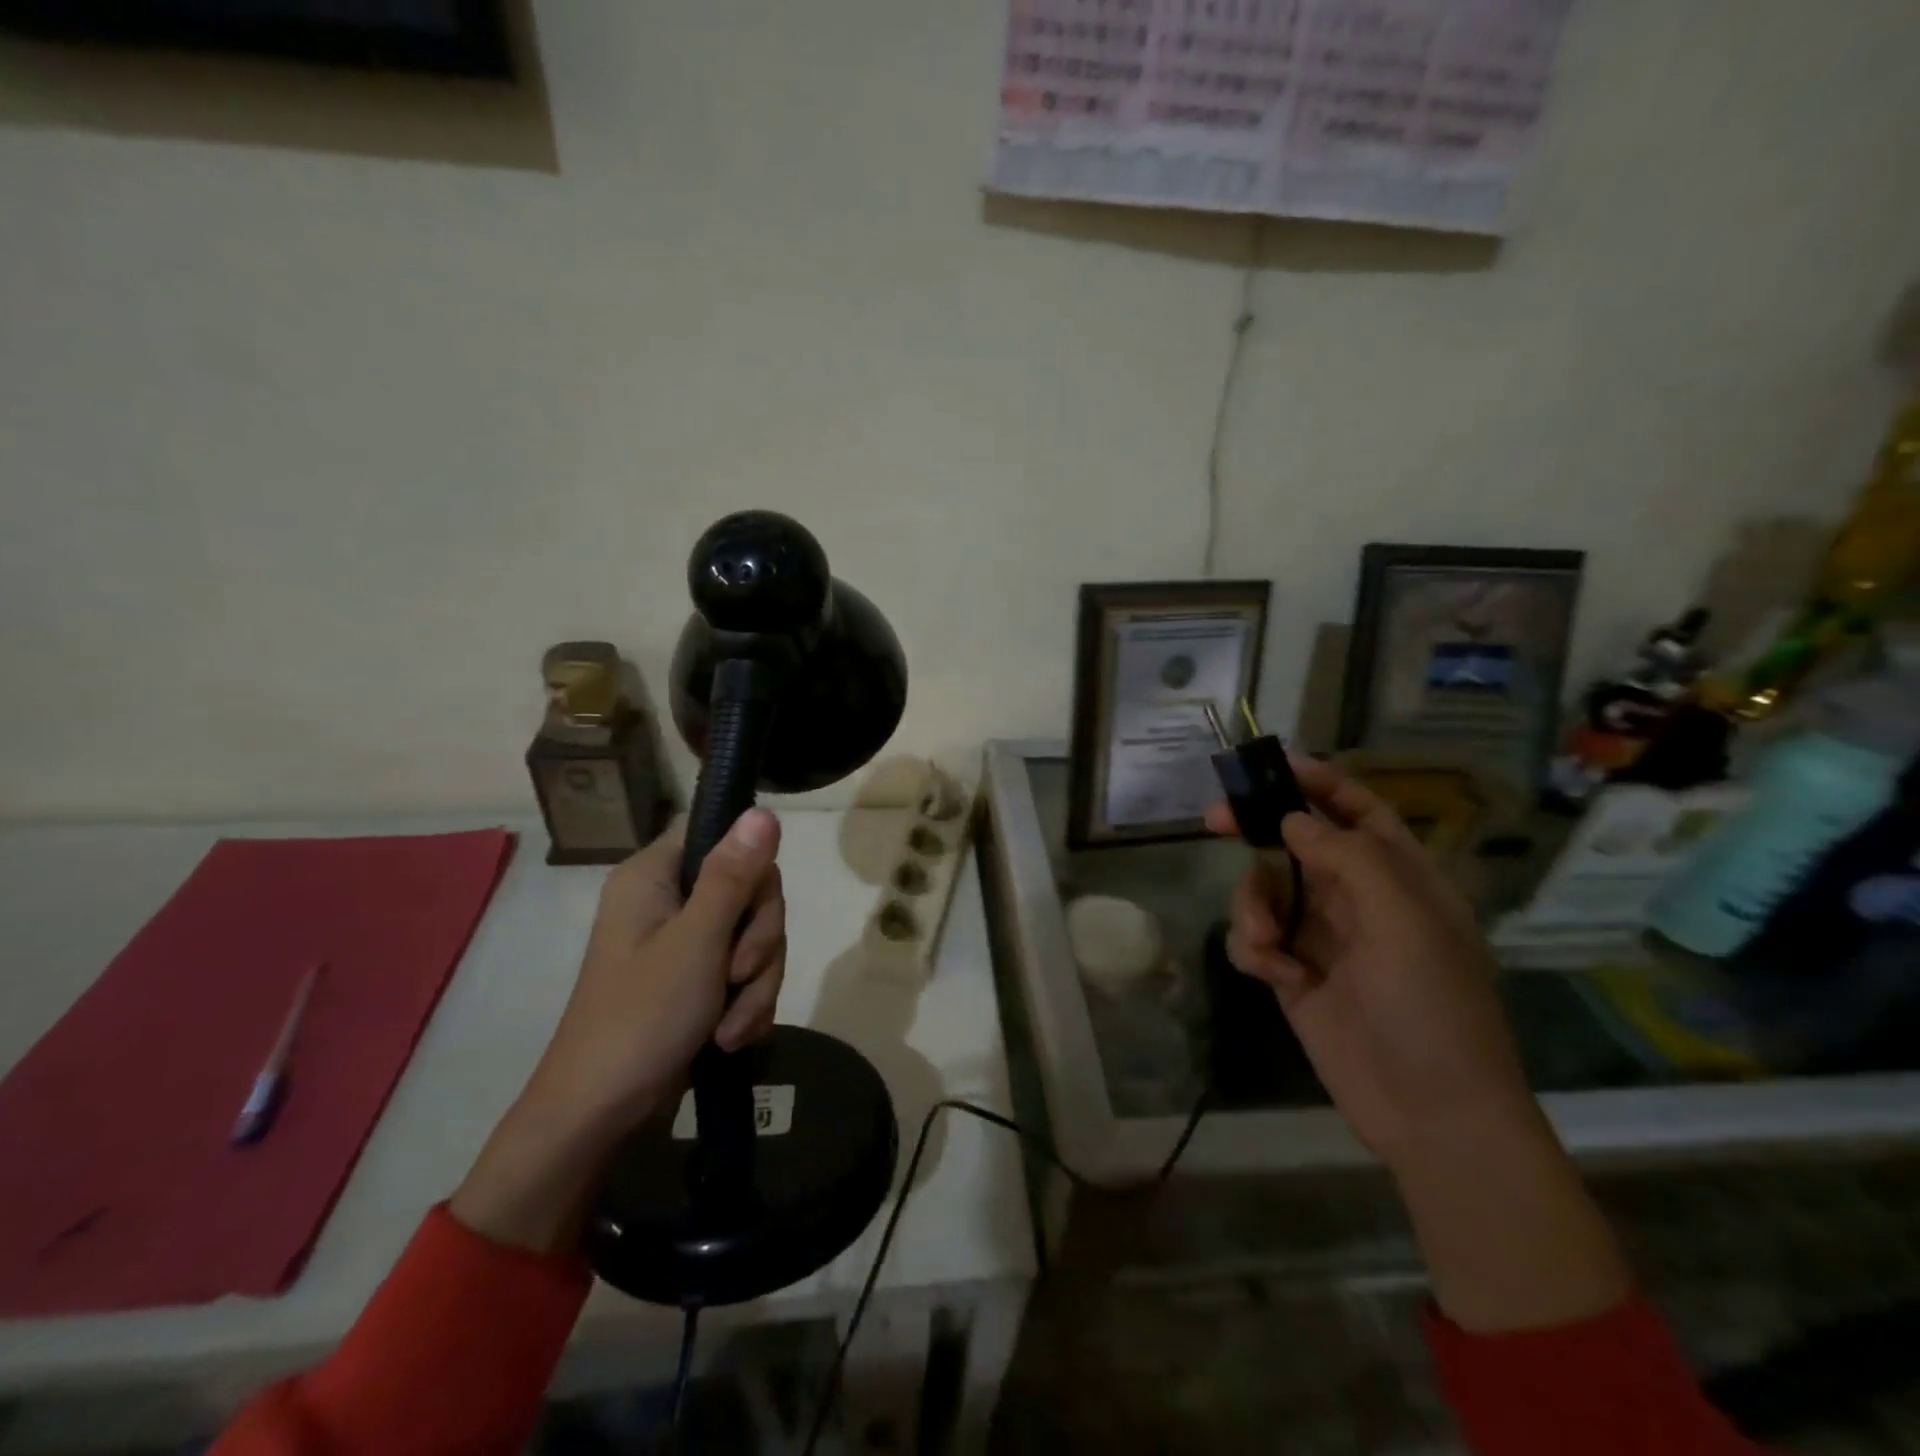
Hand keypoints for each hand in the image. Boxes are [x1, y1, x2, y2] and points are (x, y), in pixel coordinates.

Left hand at [452, 809, 785, 1252]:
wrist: (600, 1116)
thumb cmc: (641, 1018)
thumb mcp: (696, 942)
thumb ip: (733, 876)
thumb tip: (764, 811)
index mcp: (654, 876)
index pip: (720, 834)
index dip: (749, 866)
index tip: (750, 907)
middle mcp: (669, 899)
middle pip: (750, 889)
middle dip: (759, 941)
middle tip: (739, 975)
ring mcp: (684, 941)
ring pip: (755, 934)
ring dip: (756, 983)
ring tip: (730, 1026)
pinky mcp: (698, 979)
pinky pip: (747, 971)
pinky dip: (747, 1004)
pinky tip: (731, 1036)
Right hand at [1211, 758, 1630, 1331]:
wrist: (1431, 1114)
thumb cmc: (1432, 1009)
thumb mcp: (1404, 923)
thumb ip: (1348, 858)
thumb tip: (1292, 820)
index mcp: (1399, 877)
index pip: (1357, 810)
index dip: (1317, 781)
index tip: (1269, 763)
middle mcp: (1358, 898)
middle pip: (1296, 842)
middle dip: (1256, 830)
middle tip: (1213, 820)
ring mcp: (1323, 936)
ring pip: (1265, 890)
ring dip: (1254, 908)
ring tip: (1269, 944)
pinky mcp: (1293, 972)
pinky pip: (1254, 937)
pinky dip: (1255, 948)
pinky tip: (1277, 975)